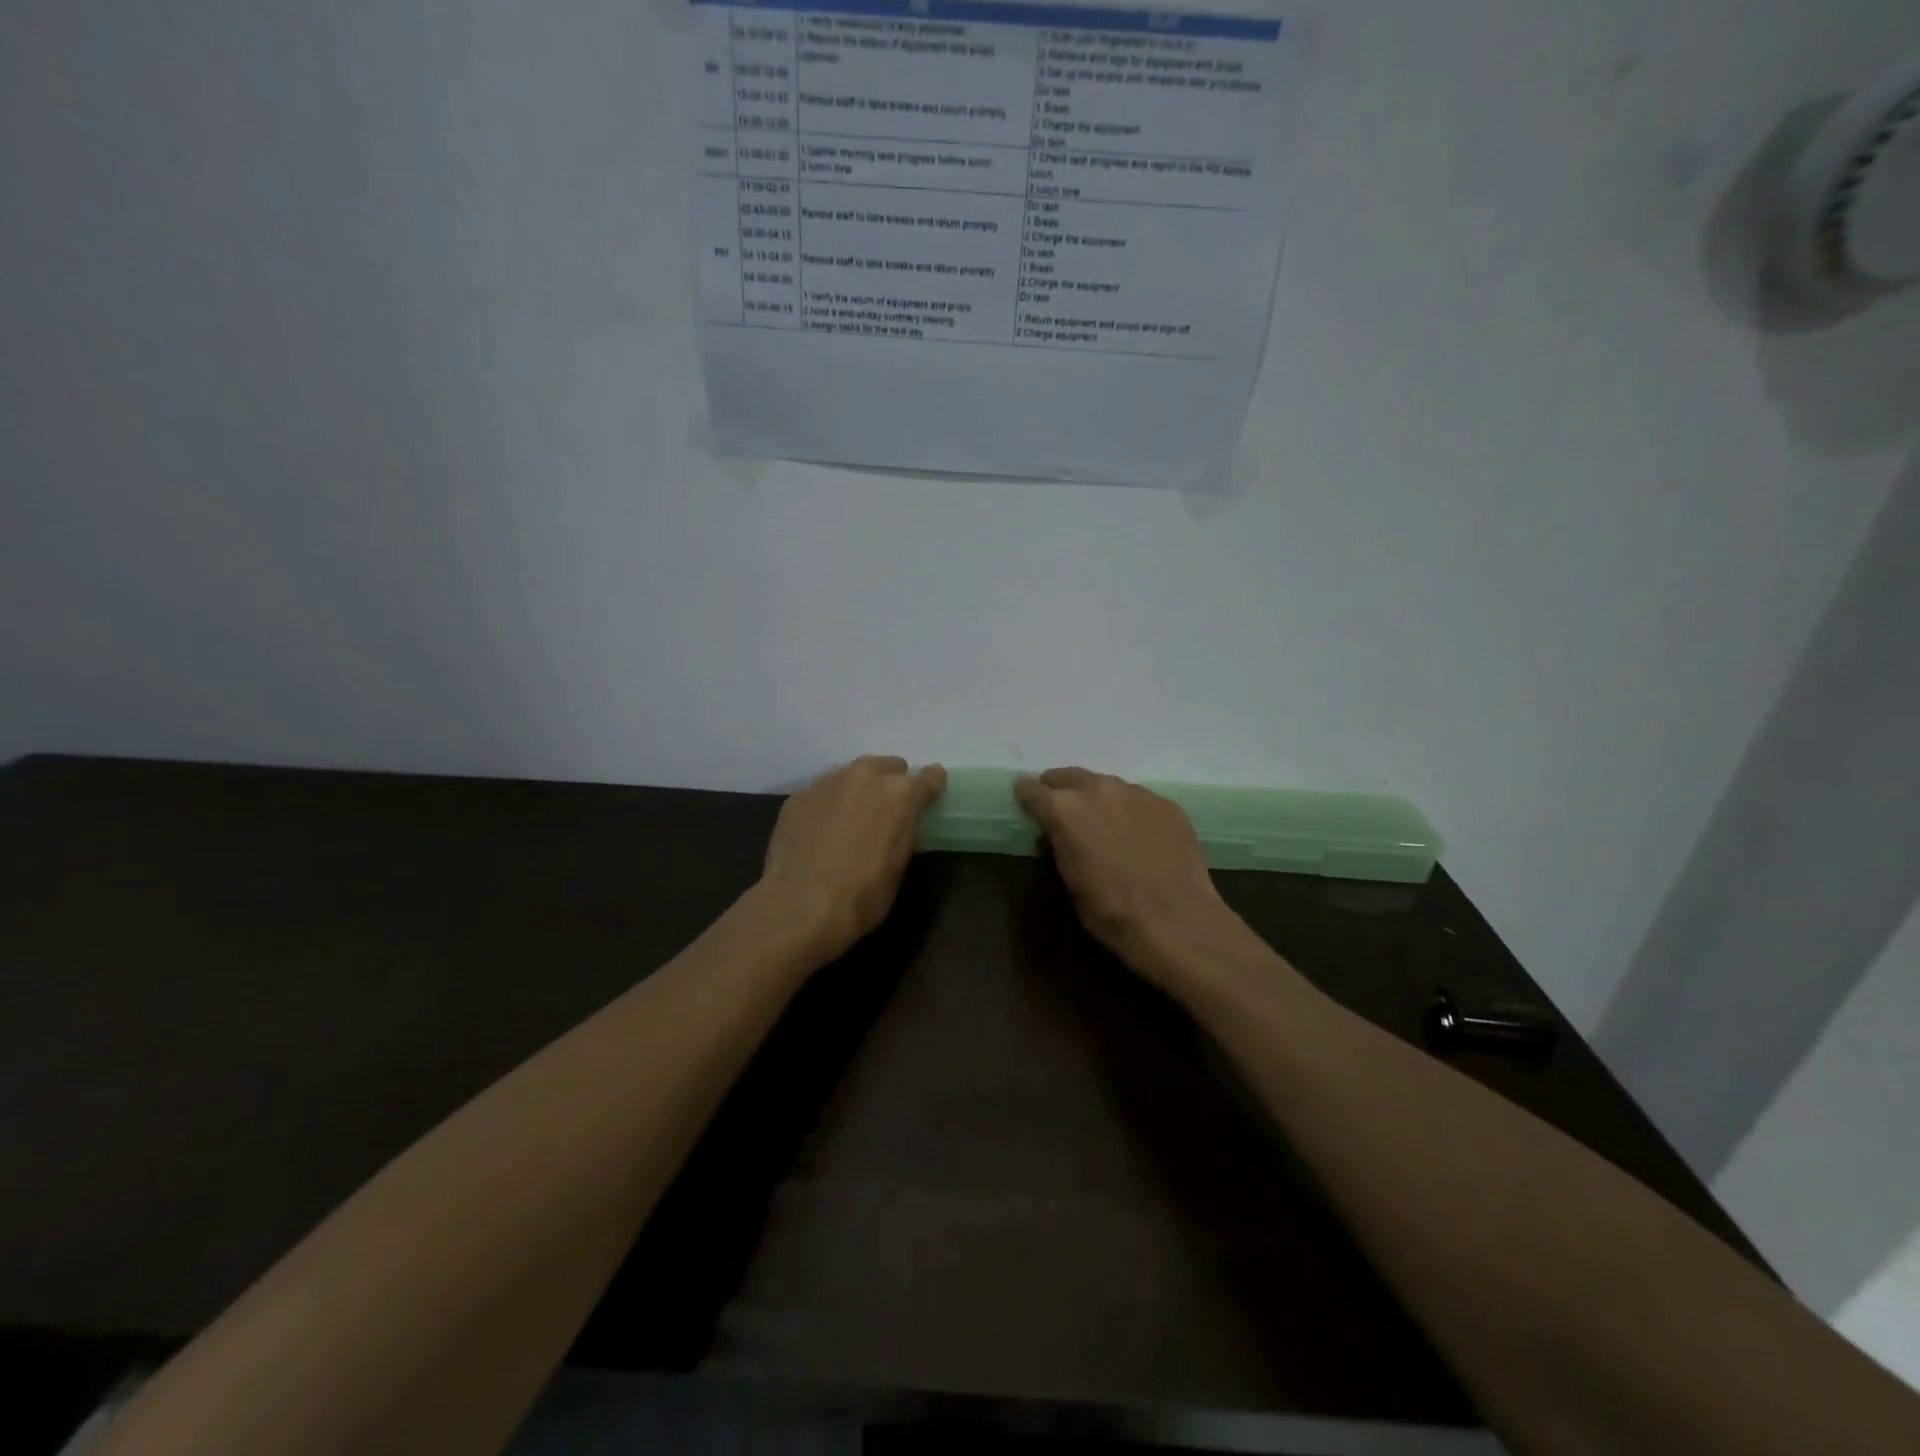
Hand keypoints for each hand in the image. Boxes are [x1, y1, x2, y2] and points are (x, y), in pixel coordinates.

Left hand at [758, 755, 947, 963]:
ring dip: (857, 792)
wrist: (800, 906)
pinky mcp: (799, 795)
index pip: (929, 777)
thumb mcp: (899, 867)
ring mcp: (829, 782)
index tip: (928, 798)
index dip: (930, 788)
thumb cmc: (862, 895)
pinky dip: (828, 805)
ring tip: (849, 821)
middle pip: (888, 767)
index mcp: (901, 794)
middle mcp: (867, 776)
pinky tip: (820, 832)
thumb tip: (901, 827)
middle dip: (890, 785)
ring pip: (853, 775)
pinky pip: (823, 792)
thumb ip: (904, 834)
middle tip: (884, 814)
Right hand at [1015, 768, 1234, 988]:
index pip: (1032, 790)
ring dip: (1097, 799)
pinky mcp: (1166, 804)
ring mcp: (1136, 793)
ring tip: (1103, 823)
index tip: (1026, 805)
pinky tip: (1139, 836)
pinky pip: (1138, 800)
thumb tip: (1056, 835)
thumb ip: (1059, 846)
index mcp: (1064, 810)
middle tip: (1062, 811)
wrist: (1176, 921)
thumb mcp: (1069, 881)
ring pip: (1105, 785)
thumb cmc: (1111, 911)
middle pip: (1068, 776)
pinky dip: (1130, 812)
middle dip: (1060, 790)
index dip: (1026, 798)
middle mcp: (1097, 789)